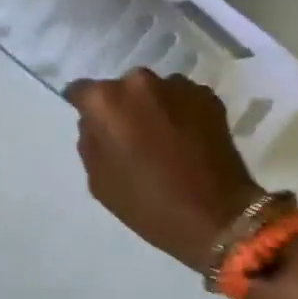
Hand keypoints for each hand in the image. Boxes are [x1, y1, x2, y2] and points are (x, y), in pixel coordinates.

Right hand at [66, 71, 266, 269]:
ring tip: (163, 139)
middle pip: (120, 89)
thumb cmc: (148, 203)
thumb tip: (96, 124)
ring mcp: (177, 86)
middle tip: (131, 137)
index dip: (85, 108)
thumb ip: (90, 142)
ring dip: (153, 108)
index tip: (94, 126)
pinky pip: (182, 99)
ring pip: (154, 92)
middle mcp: (139, 82)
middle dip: (122, 107)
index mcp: (106, 101)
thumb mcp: (99, 181)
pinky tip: (187, 141)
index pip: (81, 91)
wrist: (216, 216)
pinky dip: (180, 113)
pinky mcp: (208, 96)